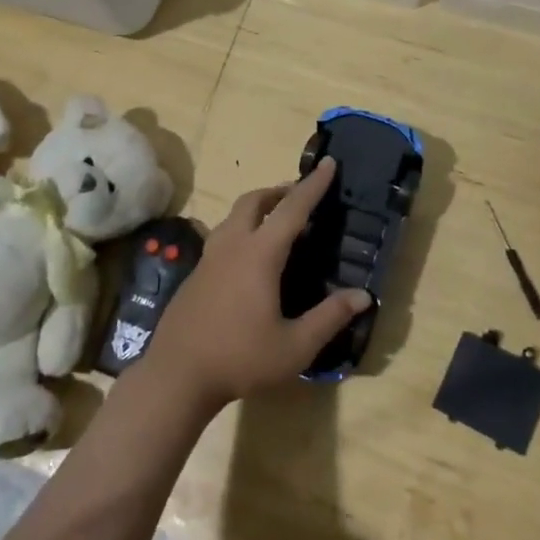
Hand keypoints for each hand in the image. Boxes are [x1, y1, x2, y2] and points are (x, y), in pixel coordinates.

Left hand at [139, 159, 369, 409]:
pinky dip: (243, 231)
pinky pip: (223, 237)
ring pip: (234, 216)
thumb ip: (329, 317)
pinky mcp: (195, 274)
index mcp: (259, 254)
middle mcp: (232, 246)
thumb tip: (363, 295)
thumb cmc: (240, 359)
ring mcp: (208, 258)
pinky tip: (251, 260)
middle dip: (280, 191)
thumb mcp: (294, 346)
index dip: (313, 185)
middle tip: (301, 197)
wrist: (176, 376)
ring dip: (258, 209)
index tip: (329, 162)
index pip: (292, 208)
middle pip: (254, 201)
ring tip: (278, 224)